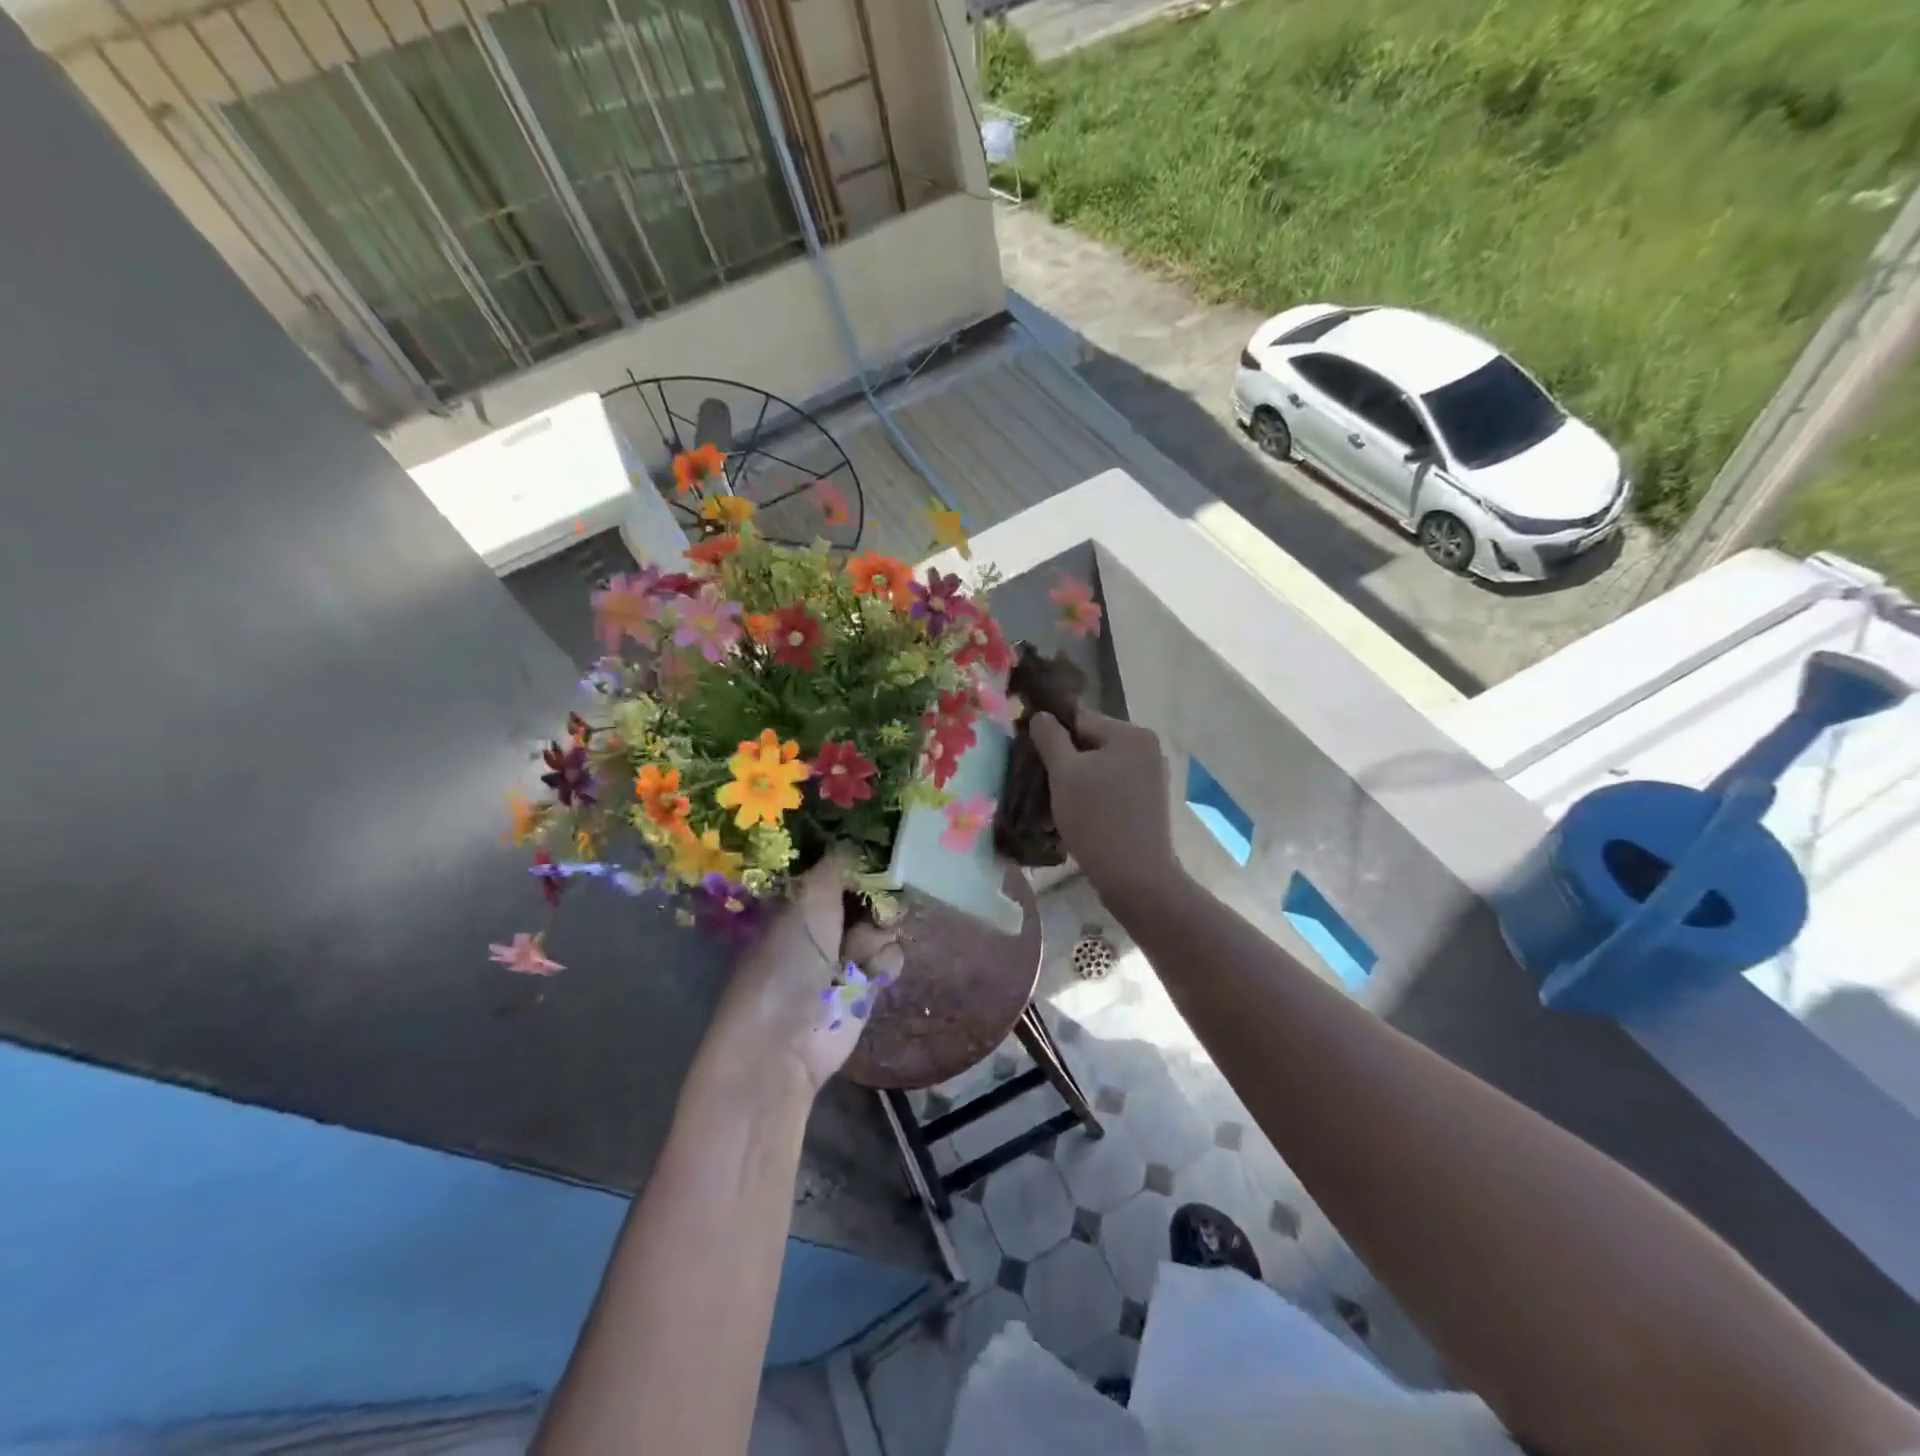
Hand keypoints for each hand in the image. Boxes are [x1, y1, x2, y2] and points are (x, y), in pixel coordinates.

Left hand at [708, 855, 904, 1094]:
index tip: (884, 848)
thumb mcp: (808, 900)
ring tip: (857, 954)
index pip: (841, 869)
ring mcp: (847, 955)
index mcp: (803, 901)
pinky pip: (891, 957)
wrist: (783, 1041)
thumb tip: (857, 837)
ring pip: (885, 924)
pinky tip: (866, 975)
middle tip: (880, 897)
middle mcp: (825, 924)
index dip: (862, 860)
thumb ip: (836, 866)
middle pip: (871, 894)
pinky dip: (883, 963)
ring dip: (878, 933)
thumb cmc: (786, 961)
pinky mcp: (868, 985)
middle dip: (880, 895)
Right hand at [1029, 708, 1177, 899]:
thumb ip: (1050, 737)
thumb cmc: (1096, 818)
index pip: (1080, 718)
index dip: (1051, 733)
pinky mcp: (1149, 803)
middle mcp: (1147, 749)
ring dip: (1076, 781)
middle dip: (1064, 761)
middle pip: (1092, 743)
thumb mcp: (1064, 773)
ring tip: (1053, 804)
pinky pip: (1113, 788)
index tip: (1030, 755)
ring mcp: (1152, 777)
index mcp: (1131, 734)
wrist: (1135, 877)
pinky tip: (1076, 816)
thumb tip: (1041, 715)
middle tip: (1039, 783)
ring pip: (1100, 768)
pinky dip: (1093, 796)